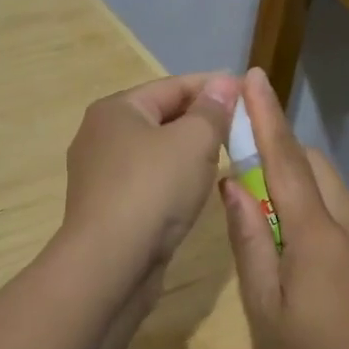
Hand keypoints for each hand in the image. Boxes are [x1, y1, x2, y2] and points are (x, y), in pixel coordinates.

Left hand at [60, 72, 238, 280]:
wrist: (108, 265)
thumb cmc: (152, 190)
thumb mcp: (193, 142)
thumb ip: (212, 111)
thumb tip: (224, 83)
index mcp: (116, 109)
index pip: (172, 86)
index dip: (213, 86)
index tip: (248, 92)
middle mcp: (100, 135)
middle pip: (161, 116)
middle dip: (201, 119)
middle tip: (241, 127)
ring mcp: (99, 174)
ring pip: (154, 152)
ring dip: (187, 152)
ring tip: (225, 157)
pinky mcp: (106, 207)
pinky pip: (147, 181)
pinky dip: (172, 180)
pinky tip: (194, 191)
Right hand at [219, 69, 348, 348]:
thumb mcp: (266, 309)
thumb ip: (250, 242)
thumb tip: (232, 186)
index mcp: (317, 234)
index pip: (286, 160)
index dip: (267, 116)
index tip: (252, 77)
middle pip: (312, 162)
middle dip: (278, 144)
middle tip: (240, 150)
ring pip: (327, 182)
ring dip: (293, 173)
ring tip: (259, 195)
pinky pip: (337, 206)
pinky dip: (309, 198)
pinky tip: (289, 232)